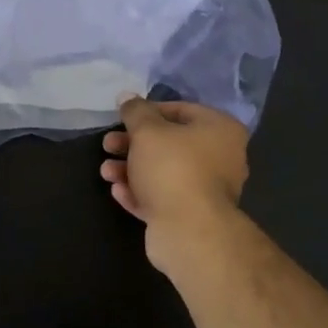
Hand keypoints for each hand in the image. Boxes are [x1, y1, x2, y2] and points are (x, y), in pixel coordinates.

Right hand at [100, 96, 248, 270]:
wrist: (189, 231)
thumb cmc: (172, 168)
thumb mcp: (147, 131)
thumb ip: (135, 111)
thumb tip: (128, 97)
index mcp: (220, 130)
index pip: (181, 110)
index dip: (147, 112)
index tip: (123, 118)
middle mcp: (221, 158)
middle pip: (170, 144)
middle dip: (133, 144)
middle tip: (108, 145)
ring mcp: (207, 190)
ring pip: (163, 172)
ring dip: (131, 169)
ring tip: (105, 172)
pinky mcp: (192, 216)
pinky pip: (163, 197)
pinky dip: (140, 192)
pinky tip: (118, 191)